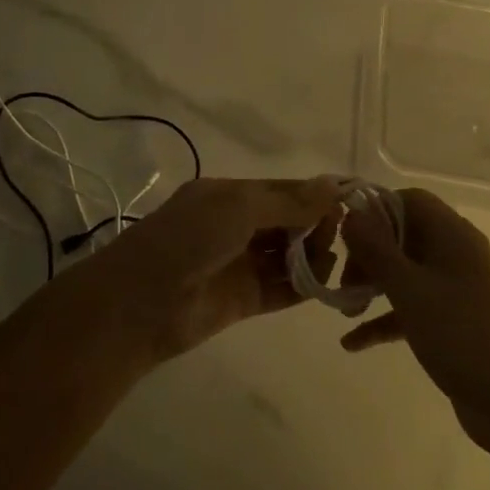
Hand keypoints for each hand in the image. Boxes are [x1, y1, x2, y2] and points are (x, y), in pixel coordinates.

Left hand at [82, 176, 341, 360]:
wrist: (139, 304)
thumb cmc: (188, 240)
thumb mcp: (238, 207)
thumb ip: (288, 201)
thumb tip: (334, 185)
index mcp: (229, 196)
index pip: (283, 191)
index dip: (315, 196)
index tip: (350, 203)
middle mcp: (235, 227)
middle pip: (289, 223)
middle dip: (315, 227)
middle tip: (334, 237)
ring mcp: (239, 264)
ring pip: (287, 256)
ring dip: (312, 257)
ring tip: (327, 263)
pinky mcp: (243, 301)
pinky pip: (281, 289)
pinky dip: (303, 286)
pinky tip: (322, 286)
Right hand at [340, 188, 489, 451]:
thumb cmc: (460, 335)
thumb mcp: (410, 290)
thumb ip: (377, 250)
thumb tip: (351, 215)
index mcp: (453, 235)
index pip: (410, 200)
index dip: (376, 212)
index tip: (346, 237)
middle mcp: (456, 254)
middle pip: (403, 236)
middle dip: (368, 254)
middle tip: (343, 281)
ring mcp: (456, 289)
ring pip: (405, 272)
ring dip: (373, 285)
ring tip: (344, 309)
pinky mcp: (452, 321)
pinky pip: (411, 307)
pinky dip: (385, 318)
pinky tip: (353, 343)